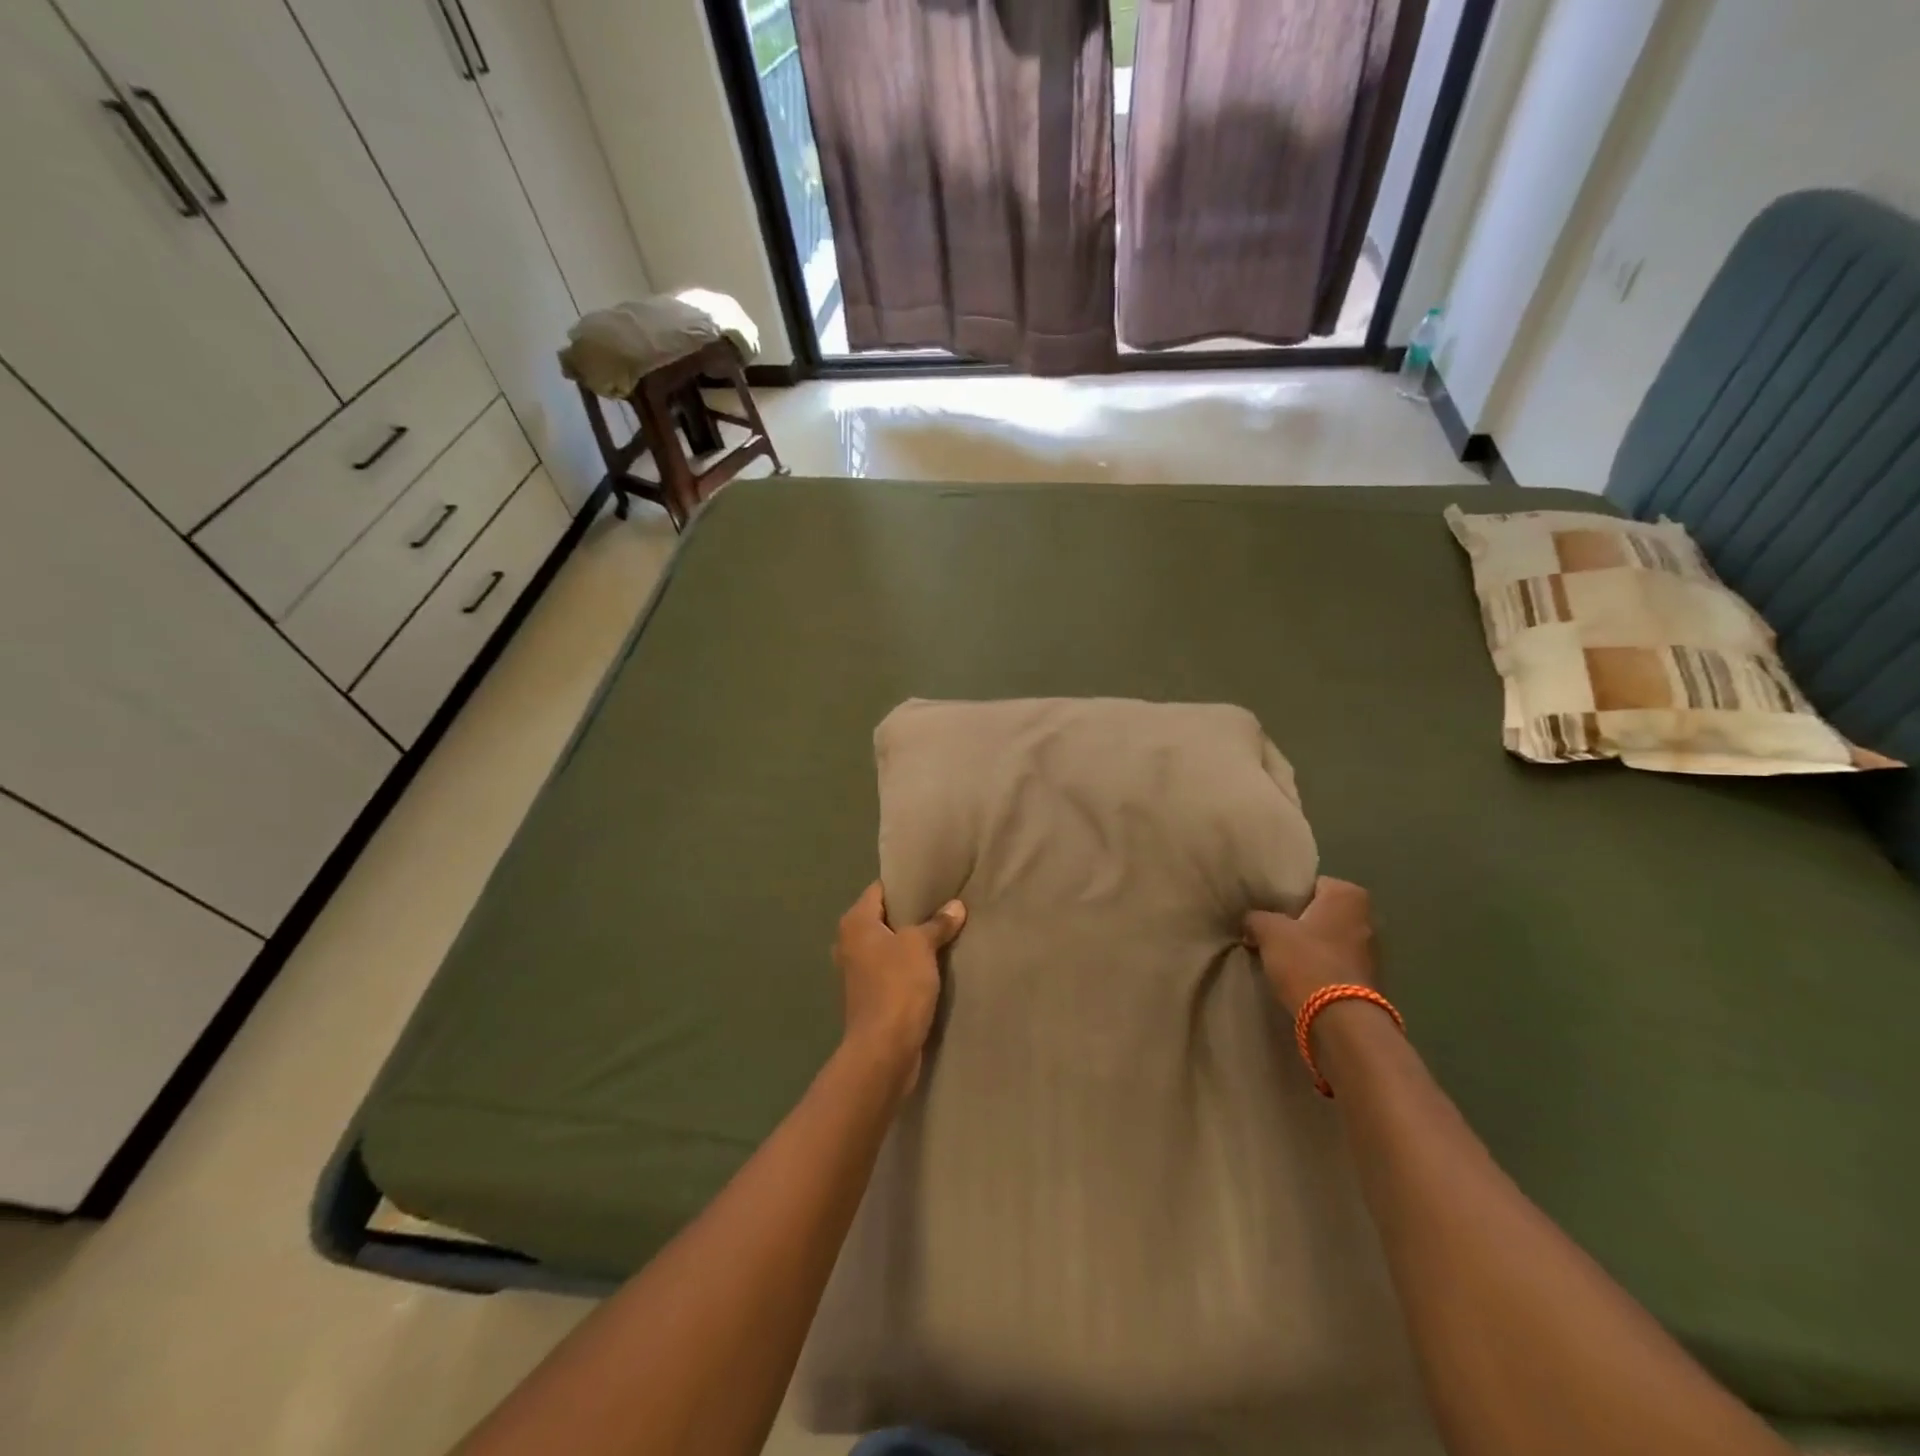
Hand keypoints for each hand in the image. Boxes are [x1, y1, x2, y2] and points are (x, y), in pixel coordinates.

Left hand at [834, 882, 965, 1093]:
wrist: (884, 1050)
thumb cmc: (897, 986)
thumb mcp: (921, 947)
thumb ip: (937, 924)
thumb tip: (955, 906)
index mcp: (855, 923)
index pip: (880, 889)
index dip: (906, 884)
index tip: (933, 881)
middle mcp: (849, 943)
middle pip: (885, 917)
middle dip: (912, 913)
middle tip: (945, 904)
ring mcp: (857, 972)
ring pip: (889, 945)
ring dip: (912, 942)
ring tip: (945, 931)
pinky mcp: (869, 996)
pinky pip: (892, 969)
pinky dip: (909, 965)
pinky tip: (935, 963)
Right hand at [1245, 877, 1377, 1017]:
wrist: (1340, 1019)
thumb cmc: (1306, 961)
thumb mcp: (1268, 931)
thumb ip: (1257, 917)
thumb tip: (1251, 920)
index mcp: (1347, 895)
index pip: (1311, 884)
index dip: (1287, 895)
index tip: (1268, 909)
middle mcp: (1366, 917)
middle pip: (1322, 911)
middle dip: (1299, 920)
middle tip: (1270, 929)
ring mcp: (1372, 950)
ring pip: (1328, 937)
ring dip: (1309, 944)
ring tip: (1280, 954)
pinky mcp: (1368, 978)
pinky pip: (1335, 961)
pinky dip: (1319, 965)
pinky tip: (1298, 975)